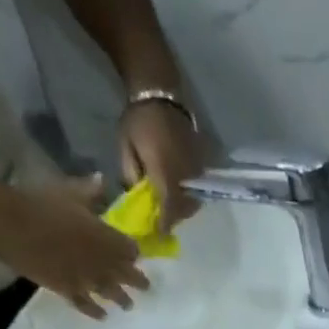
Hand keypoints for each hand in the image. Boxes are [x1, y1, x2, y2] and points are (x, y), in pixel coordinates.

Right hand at [0, 176, 148, 320]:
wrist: (9, 224)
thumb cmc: (40, 203)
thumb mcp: (69, 192)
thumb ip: (90, 191)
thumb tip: (102, 180)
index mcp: (108, 238)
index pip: (131, 249)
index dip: (133, 252)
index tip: (134, 254)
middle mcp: (104, 263)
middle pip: (128, 275)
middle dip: (138, 281)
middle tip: (146, 287)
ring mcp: (87, 280)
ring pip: (112, 294)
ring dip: (122, 300)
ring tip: (128, 305)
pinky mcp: (68, 291)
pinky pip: (87, 305)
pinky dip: (96, 311)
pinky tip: (103, 316)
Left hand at [119, 99, 203, 231]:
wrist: (160, 94)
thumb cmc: (138, 119)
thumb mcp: (126, 148)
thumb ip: (132, 175)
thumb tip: (137, 195)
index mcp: (166, 172)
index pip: (169, 208)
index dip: (165, 224)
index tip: (159, 235)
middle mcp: (186, 175)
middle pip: (184, 207)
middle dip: (174, 217)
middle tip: (162, 221)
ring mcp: (197, 170)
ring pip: (194, 199)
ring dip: (182, 207)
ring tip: (169, 207)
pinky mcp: (202, 164)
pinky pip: (198, 187)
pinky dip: (188, 194)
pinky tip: (178, 191)